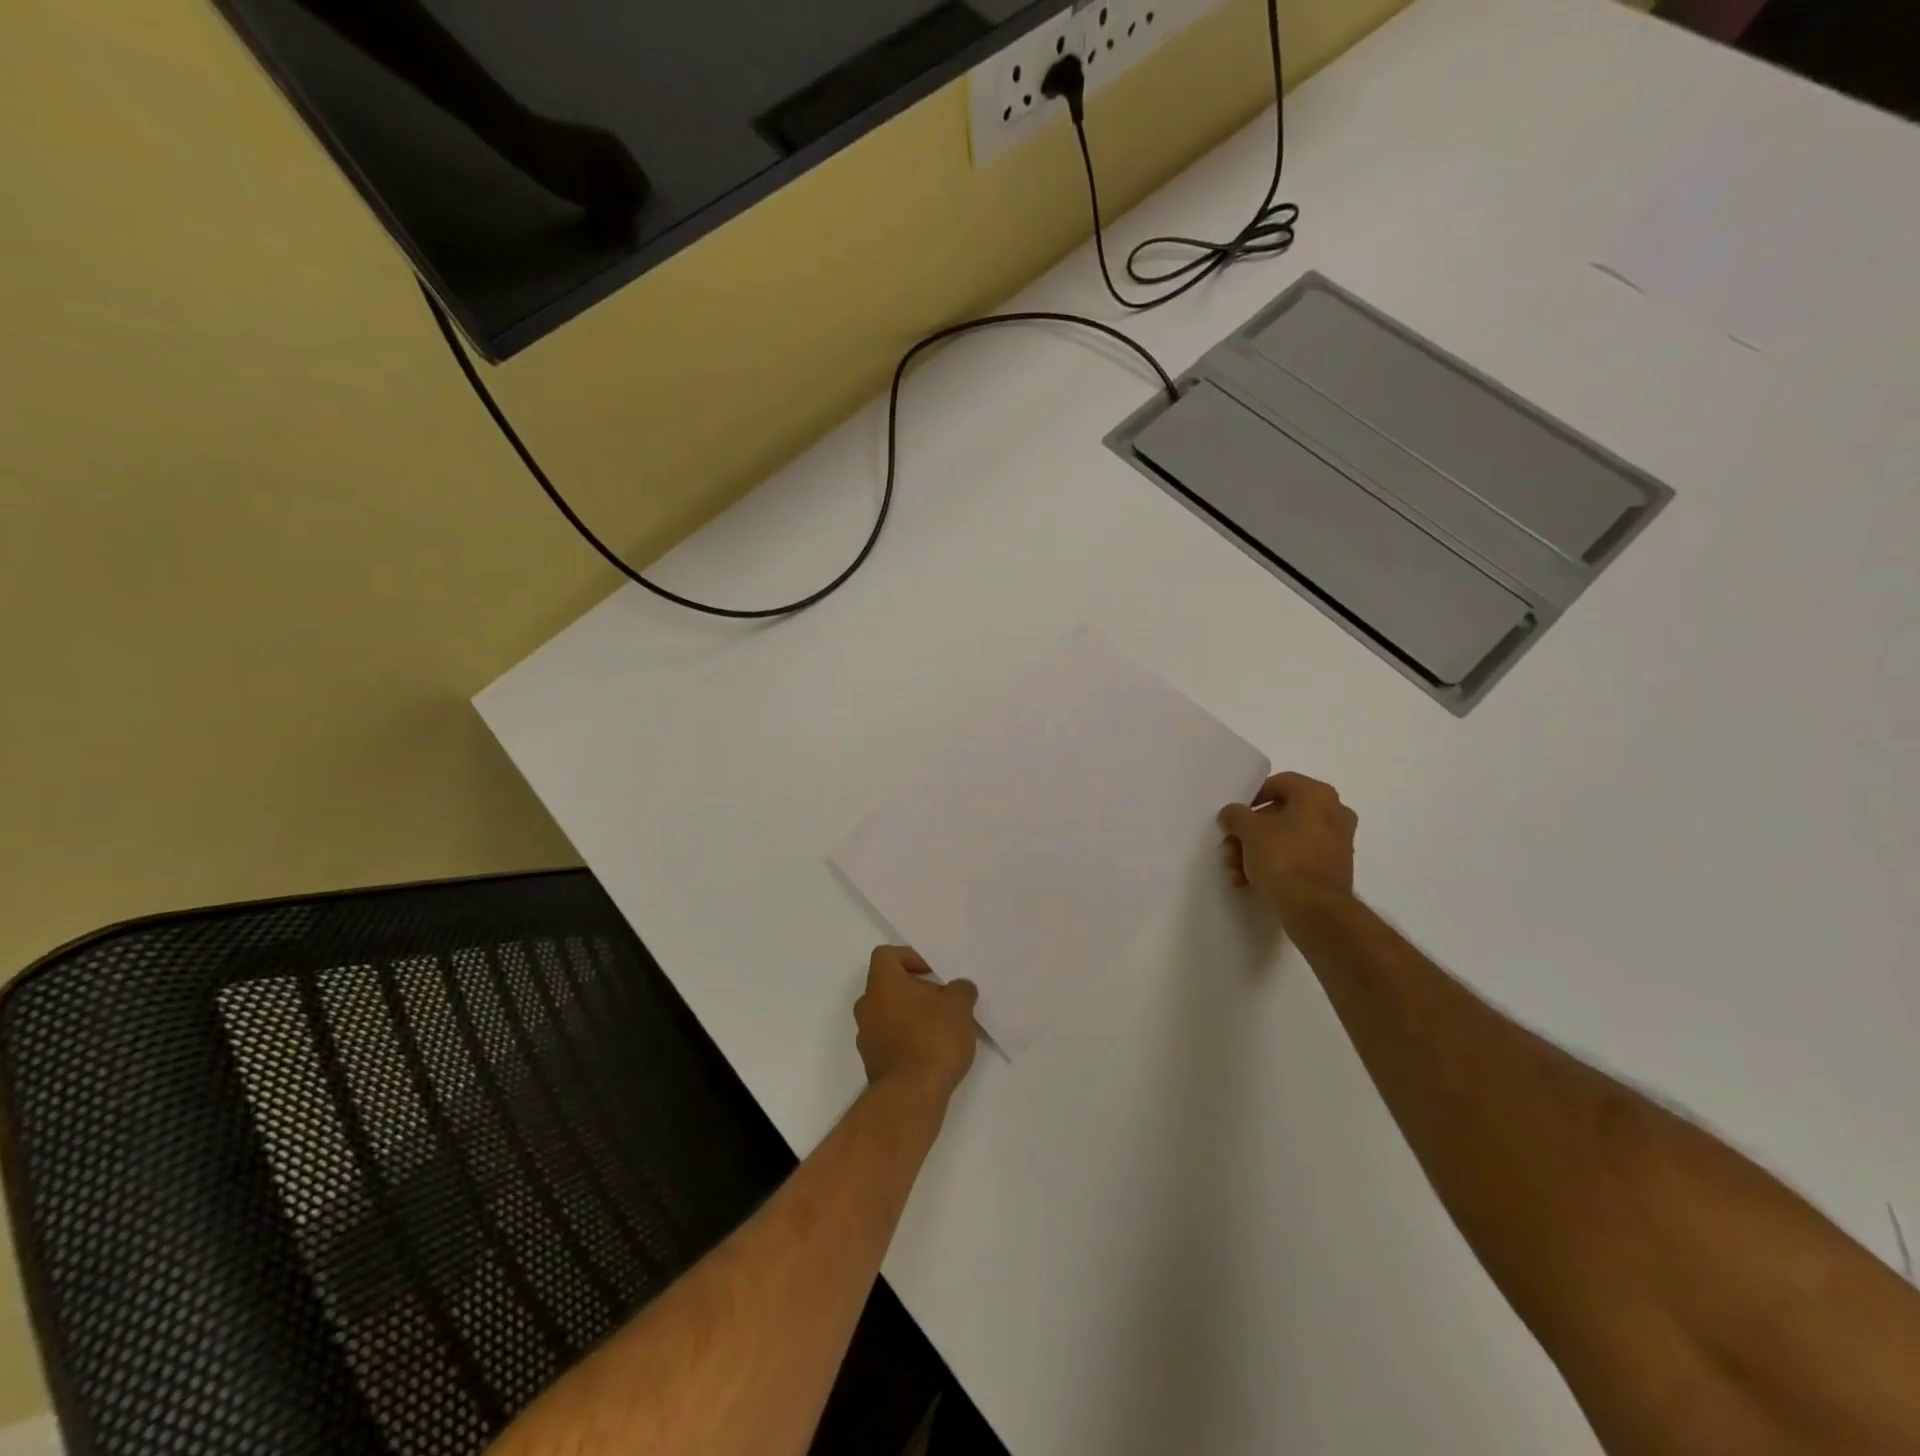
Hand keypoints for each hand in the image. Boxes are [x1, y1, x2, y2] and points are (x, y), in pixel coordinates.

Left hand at [855, 947, 979, 1106]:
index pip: (886, 955)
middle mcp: (867, 1006)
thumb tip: (959, 988)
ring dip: (911, 1015)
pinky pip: (889, 1039)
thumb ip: (960, 990)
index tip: (932, 972)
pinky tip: (932, 1051)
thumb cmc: (933, 1039)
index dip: (910, 957)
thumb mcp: (959, 1006)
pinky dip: (907, 1039)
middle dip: (915, 989)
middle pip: (888, 986)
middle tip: (942, 1000)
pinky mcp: (873, 1063)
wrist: (911, 1096)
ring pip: (888, 1014)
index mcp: (882, 984)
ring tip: (941, 1027)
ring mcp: (866, 1037)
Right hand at [1217, 772, 1358, 918]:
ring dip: (1256, 852)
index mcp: (1318, 796)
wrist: (1315, 911)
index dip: (1251, 799)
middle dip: (1248, 834)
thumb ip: (1235, 815)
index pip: (1278, 783)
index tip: (1235, 818)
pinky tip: (1251, 882)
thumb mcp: (1248, 830)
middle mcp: (1334, 814)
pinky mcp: (1333, 870)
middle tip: (1230, 850)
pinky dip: (1275, 866)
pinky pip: (1297, 858)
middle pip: (1279, 815)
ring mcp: (1336, 844)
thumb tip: (1231, 814)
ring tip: (1237, 873)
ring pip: (1285, 839)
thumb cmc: (1283, 859)